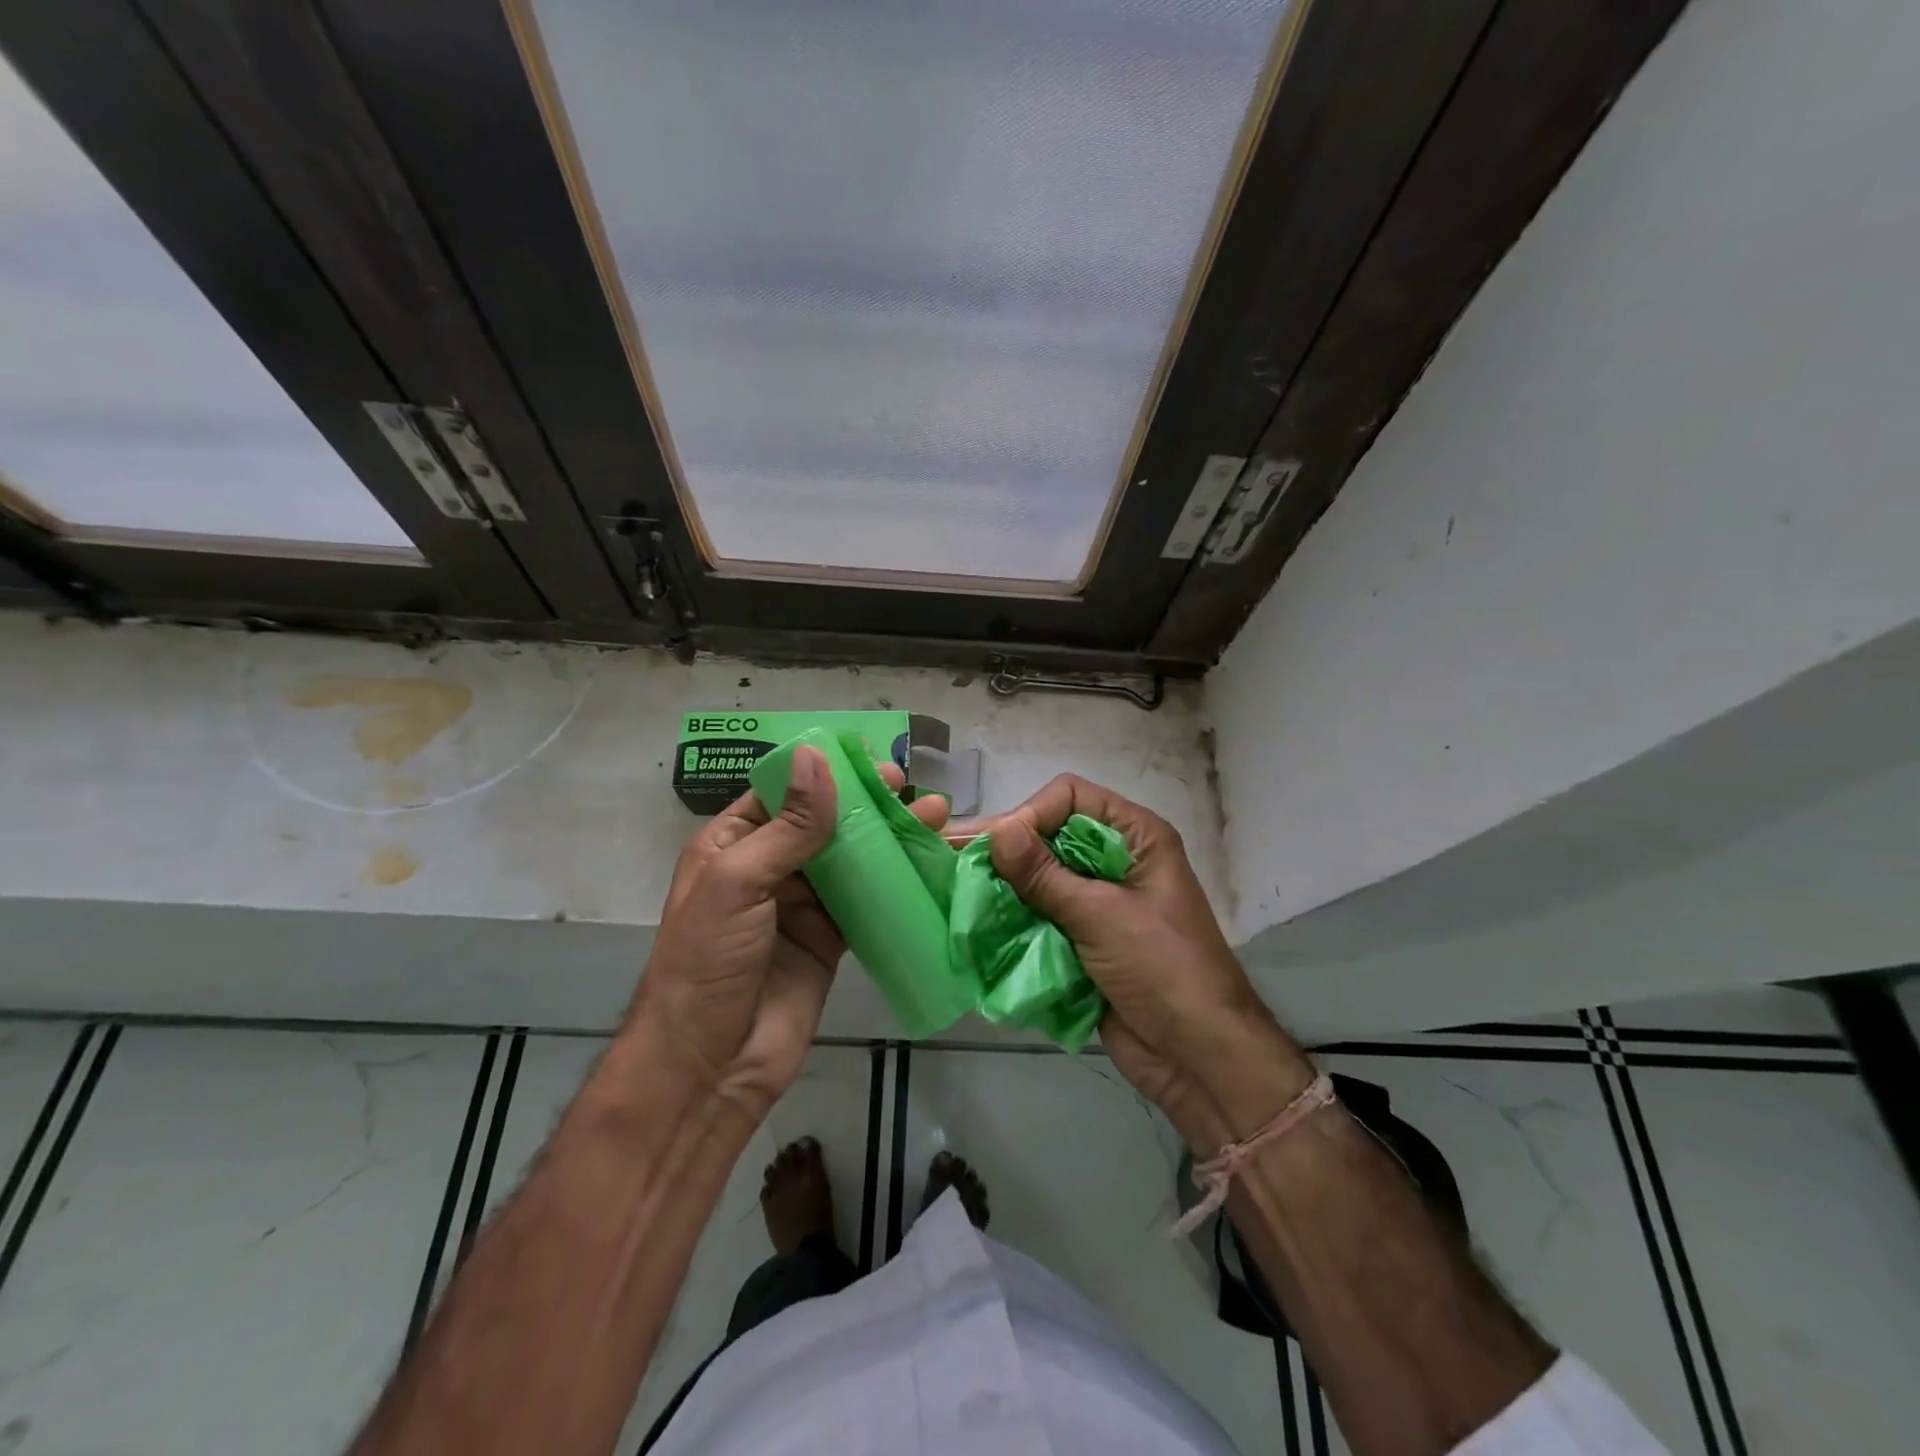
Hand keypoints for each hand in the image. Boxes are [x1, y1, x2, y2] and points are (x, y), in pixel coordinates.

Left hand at [631, 746, 948, 1124]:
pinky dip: (894, 881)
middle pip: (821, 822)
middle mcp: (767, 868)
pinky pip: (866, 900)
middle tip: (905, 784)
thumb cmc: (709, 962)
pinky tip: (926, 862)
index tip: (866, 759)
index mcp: (731, 845)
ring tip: (931, 814)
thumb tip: (817, 758)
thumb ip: (787, 825)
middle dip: (863, 801)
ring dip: (887, 836)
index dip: (821, 773)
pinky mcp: (830, 938)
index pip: (780, 793)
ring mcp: (801, 905)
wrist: (712, 1066)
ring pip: (850, 858)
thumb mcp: (738, 882)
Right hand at [983, 776, 1314, 1147]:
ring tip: (958, 893)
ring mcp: (1099, 902)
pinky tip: (978, 923)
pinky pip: (1041, 917)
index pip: (1070, 798)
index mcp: (1135, 837)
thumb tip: (997, 830)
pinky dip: (1014, 919)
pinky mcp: (1084, 939)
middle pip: (1050, 837)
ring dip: (1005, 888)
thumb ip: (1045, 875)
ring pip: (1040, 879)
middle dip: (1007, 852)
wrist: (1198, 1057)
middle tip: (954, 860)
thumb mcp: (1102, 916)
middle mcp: (1115, 861)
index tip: (998, 848)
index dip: (1032, 815)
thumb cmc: (1162, 970)